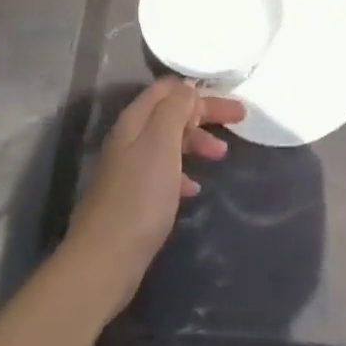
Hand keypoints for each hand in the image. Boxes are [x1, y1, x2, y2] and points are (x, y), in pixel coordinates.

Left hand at [64, 78, 239, 319]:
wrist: (107, 257)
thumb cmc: (140, 195)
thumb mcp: (161, 143)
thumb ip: (174, 109)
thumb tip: (186, 89)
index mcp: (135, 120)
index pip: (167, 88)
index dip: (197, 90)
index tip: (227, 99)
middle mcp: (130, 138)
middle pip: (171, 113)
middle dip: (205, 113)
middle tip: (239, 119)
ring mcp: (131, 168)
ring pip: (170, 141)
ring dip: (197, 141)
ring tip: (221, 154)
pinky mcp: (135, 196)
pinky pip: (165, 171)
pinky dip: (184, 171)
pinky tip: (195, 188)